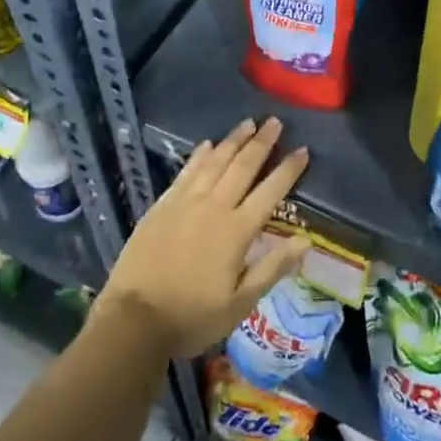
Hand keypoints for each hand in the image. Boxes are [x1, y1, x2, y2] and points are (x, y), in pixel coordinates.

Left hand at [95, 117, 310, 357]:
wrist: (134, 319)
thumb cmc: (192, 317)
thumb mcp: (240, 303)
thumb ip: (272, 268)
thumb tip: (305, 240)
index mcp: (237, 231)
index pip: (270, 192)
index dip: (288, 170)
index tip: (303, 149)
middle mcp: (214, 207)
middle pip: (242, 167)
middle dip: (262, 143)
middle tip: (275, 121)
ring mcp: (185, 203)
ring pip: (214, 162)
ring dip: (233, 141)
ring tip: (248, 123)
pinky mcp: (162, 206)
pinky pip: (186, 172)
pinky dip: (199, 156)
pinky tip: (207, 144)